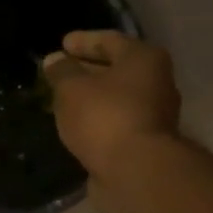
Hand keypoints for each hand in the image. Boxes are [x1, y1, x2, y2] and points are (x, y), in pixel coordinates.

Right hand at [43, 31, 181, 182]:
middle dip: (87, 70)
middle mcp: (156, 83)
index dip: (83, 41)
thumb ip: (62, 72)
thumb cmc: (106, 118)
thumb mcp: (73, 89)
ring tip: (64, 100)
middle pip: (117, 70)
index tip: (62, 44)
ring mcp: (154, 115)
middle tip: (60, 72)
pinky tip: (78, 125)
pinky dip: (98, 120)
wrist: (136, 172)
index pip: (110, 40)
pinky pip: (116, 122)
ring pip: (116, 98)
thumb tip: (55, 60)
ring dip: (92, 98)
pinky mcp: (145, 143)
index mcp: (144, 59)